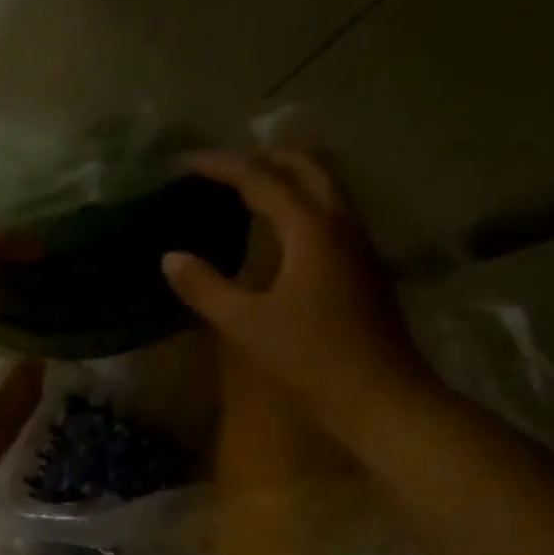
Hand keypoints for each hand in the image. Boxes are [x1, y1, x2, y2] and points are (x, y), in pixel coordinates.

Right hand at [161, 150, 438, 441]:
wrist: (382, 396)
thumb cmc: (311, 358)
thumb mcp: (247, 324)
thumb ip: (206, 287)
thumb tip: (171, 257)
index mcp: (311, 230)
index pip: (262, 180)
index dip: (222, 167)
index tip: (187, 163)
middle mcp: (341, 225)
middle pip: (307, 168)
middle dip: (265, 158)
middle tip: (225, 167)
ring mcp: (359, 245)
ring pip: (326, 188)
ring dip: (289, 177)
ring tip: (250, 189)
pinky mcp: (365, 268)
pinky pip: (332, 214)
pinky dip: (303, 203)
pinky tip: (282, 232)